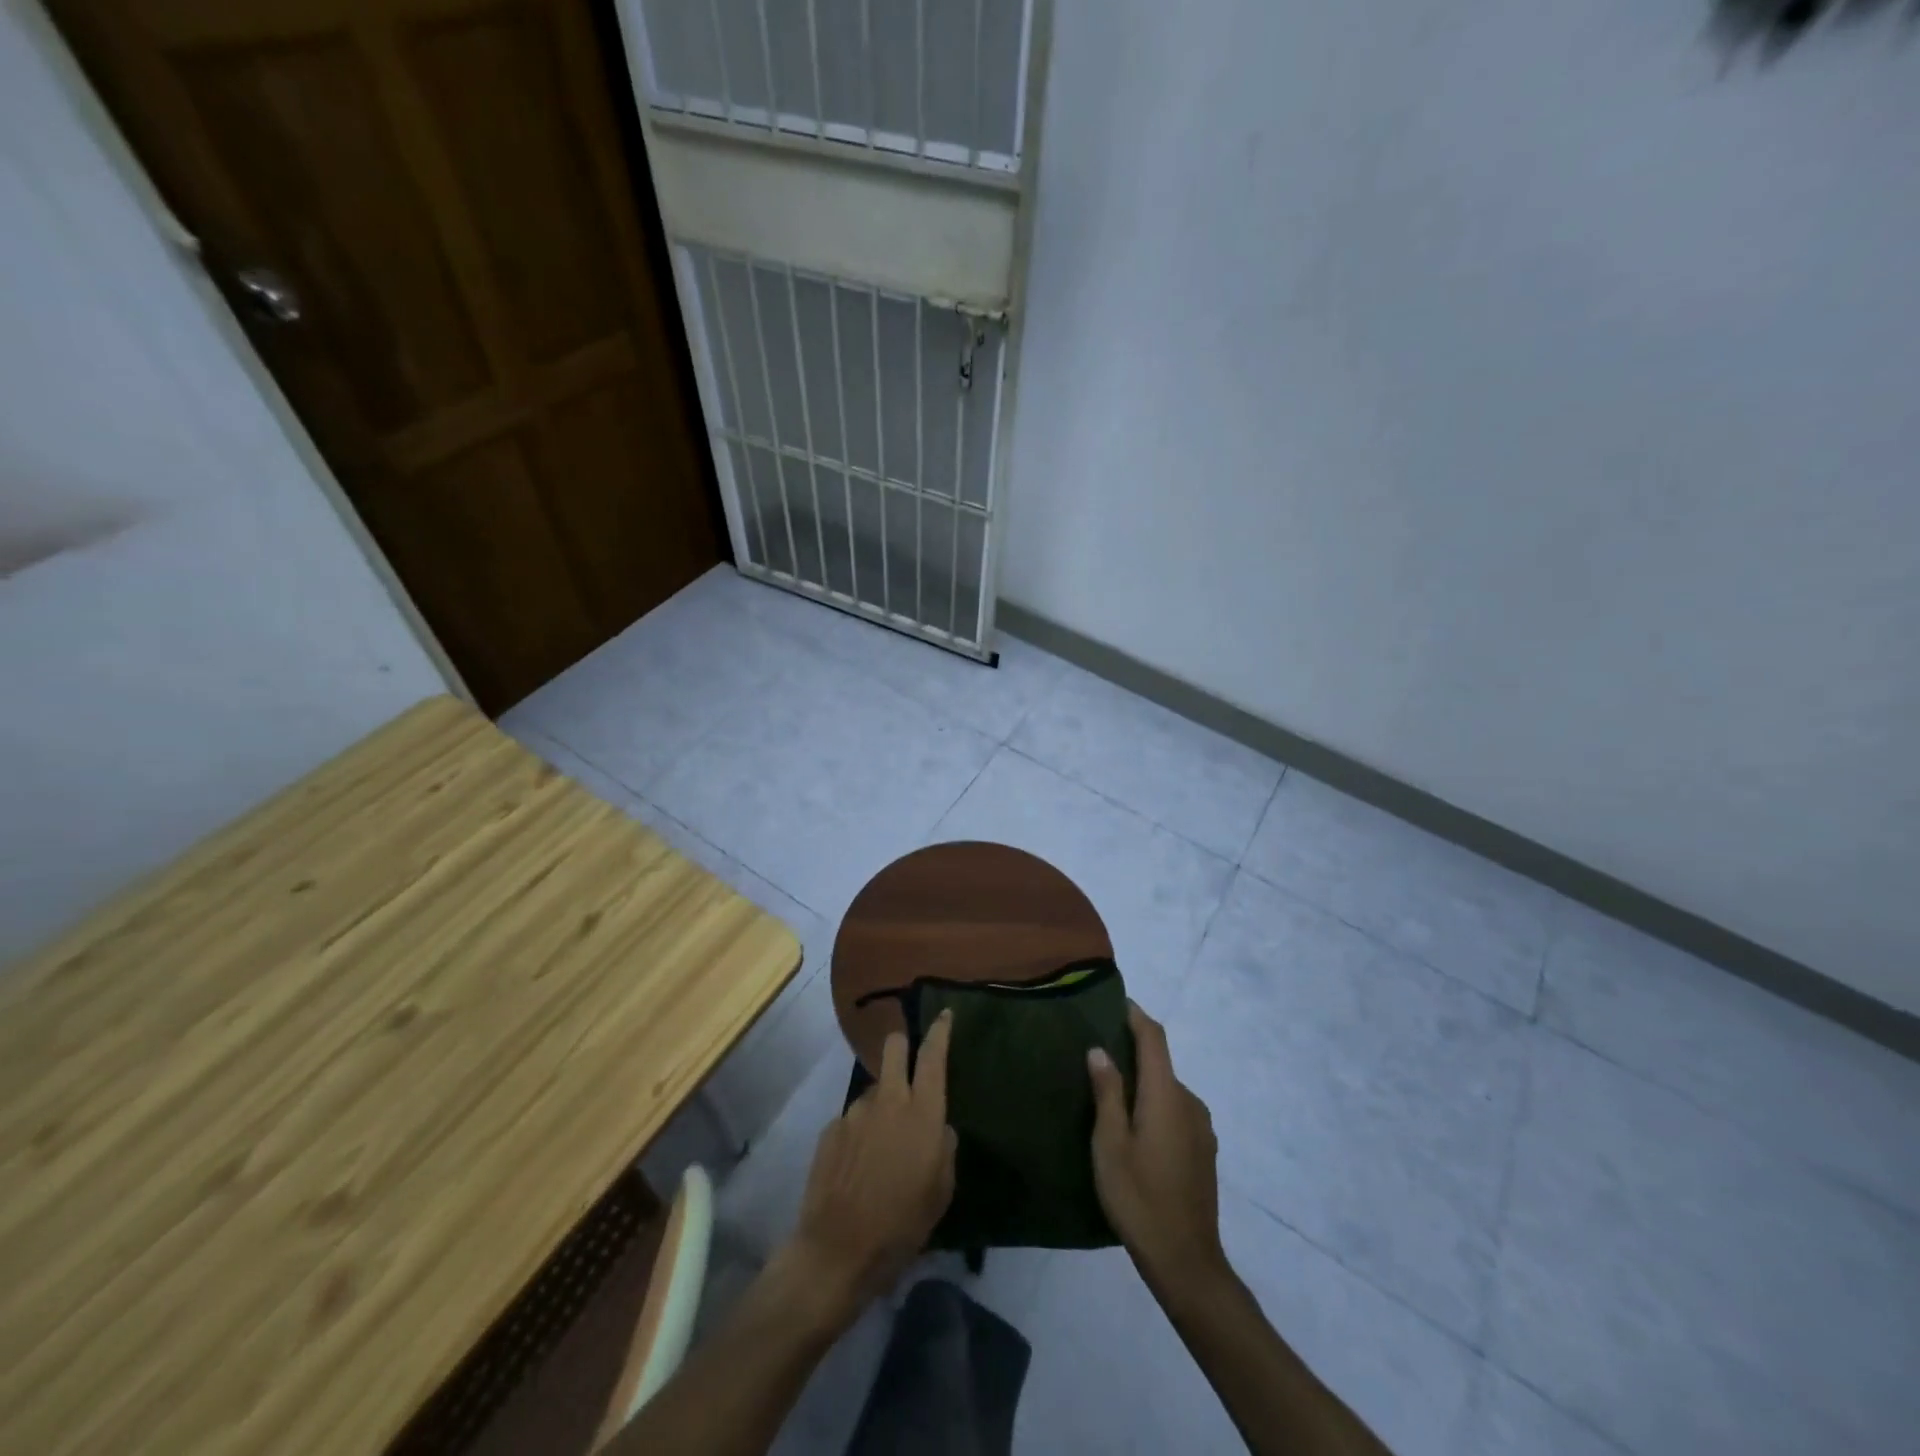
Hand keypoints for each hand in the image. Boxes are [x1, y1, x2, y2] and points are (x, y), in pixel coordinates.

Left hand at [783, 1010, 957, 1320]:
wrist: (838, 1251)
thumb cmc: (902, 1225)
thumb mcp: (941, 1192)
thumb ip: (944, 1149)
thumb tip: (939, 1128)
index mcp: (922, 1113)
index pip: (933, 1056)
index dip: (940, 1031)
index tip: (944, 1014)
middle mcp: (888, 1100)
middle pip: (893, 1047)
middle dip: (901, 1046)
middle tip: (907, 1068)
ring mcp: (855, 1111)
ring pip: (874, 1090)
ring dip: (881, 1106)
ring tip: (881, 1150)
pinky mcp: (831, 1129)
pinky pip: (853, 1121)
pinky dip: (860, 1134)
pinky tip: (858, 1168)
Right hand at [1088, 1003, 1227, 1292]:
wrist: (1187, 1262)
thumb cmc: (1139, 1198)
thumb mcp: (1110, 1144)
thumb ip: (1107, 1092)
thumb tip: (1100, 1049)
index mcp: (1166, 1095)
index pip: (1154, 1038)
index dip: (1135, 1015)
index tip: (1113, 1002)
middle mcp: (1189, 1102)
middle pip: (1160, 1063)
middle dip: (1132, 1051)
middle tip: (1097, 1053)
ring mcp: (1201, 1128)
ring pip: (1167, 1089)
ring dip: (1143, 1083)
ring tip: (1110, 1094)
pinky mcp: (1204, 1150)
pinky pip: (1175, 1111)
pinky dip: (1154, 1105)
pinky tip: (1134, 1128)